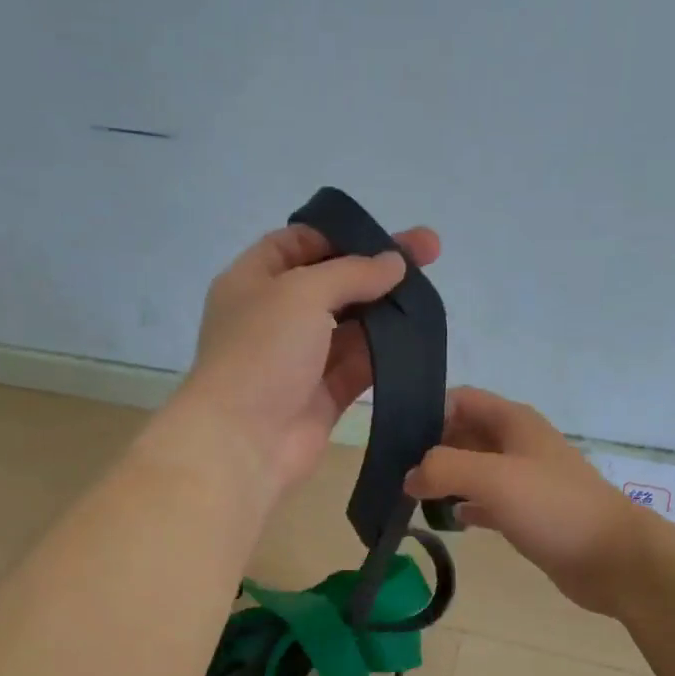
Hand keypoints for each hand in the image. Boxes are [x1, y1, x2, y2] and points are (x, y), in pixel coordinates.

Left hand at [179, 222, 441, 498]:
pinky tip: (420, 338)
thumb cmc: (261, 352)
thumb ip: (351, 273)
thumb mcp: (302, 292)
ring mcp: (299, 360)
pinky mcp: (322, 397)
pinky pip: (358, 367)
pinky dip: (386, 353)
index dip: (340, 234)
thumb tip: (394, 264)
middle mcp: (275, 317)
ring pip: (350, 327)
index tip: (384, 233)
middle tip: (430, 254)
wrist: (244, 441)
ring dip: (387, 311)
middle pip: (332, 283)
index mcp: (253, 281)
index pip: (298, 243)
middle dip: (377, 269)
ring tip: (431, 295)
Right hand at [405, 388, 645, 615]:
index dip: (428, 410)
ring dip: (445, 479)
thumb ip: (444, 468)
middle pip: (464, 434)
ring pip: (475, 469)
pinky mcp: (528, 514)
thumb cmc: (554, 508)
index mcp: (513, 422)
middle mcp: (518, 445)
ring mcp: (525, 480)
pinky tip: (449, 520)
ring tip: (410, 496)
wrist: (612, 558)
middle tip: (393, 472)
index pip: (460, 399)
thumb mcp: (494, 477)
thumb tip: (410, 477)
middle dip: (430, 448)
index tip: (394, 437)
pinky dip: (467, 507)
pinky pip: (488, 502)